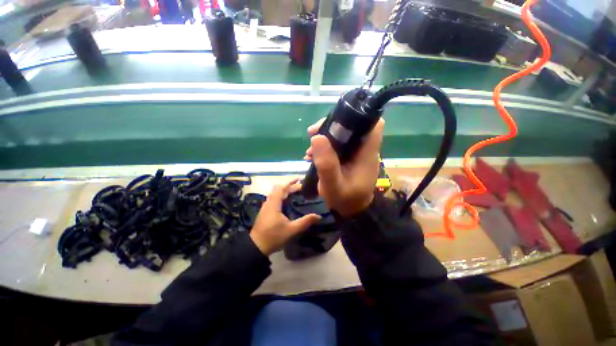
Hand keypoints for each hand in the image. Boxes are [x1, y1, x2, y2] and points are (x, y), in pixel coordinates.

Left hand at [250, 180, 321, 255]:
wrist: (256, 247)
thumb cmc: (273, 237)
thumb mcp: (291, 230)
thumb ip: (305, 222)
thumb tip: (318, 216)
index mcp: (274, 204)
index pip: (281, 187)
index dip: (290, 182)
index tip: (299, 180)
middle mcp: (269, 202)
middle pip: (279, 189)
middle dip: (290, 186)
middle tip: (301, 187)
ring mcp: (266, 207)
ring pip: (276, 194)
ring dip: (285, 191)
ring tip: (296, 192)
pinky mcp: (265, 211)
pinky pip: (274, 198)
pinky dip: (282, 196)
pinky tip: (287, 201)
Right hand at [304, 118, 384, 217]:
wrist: (351, 212)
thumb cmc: (345, 200)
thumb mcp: (333, 185)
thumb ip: (326, 164)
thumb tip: (317, 137)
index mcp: (367, 153)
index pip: (373, 125)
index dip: (357, 116)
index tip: (334, 121)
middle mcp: (364, 150)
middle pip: (353, 127)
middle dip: (331, 127)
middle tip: (313, 134)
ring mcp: (357, 154)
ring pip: (343, 136)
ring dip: (325, 138)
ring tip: (309, 150)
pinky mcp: (350, 159)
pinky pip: (339, 146)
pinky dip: (326, 147)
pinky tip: (313, 156)